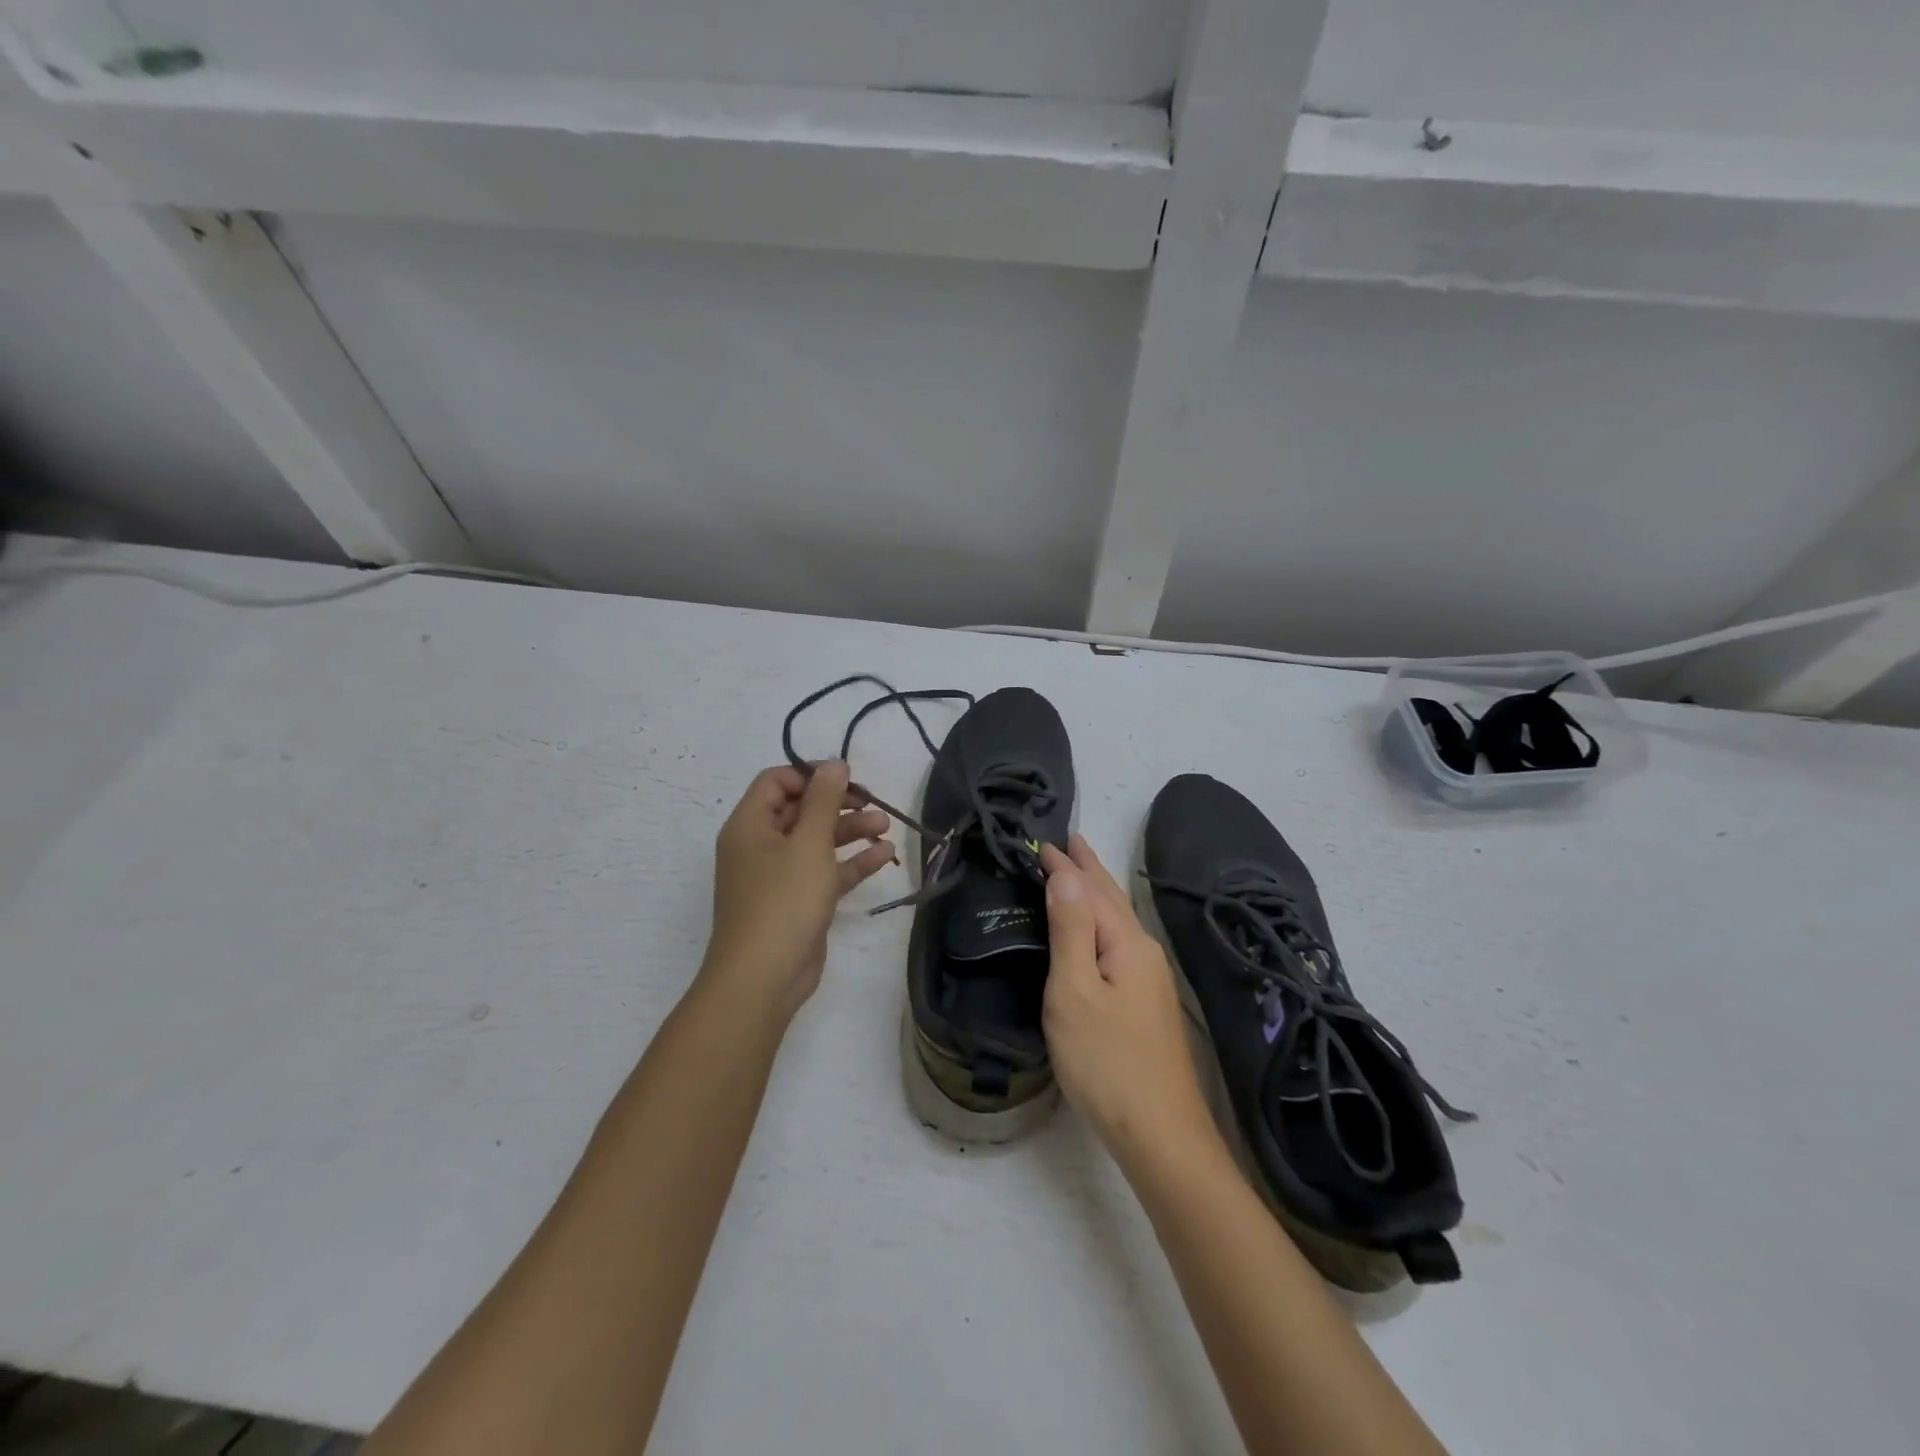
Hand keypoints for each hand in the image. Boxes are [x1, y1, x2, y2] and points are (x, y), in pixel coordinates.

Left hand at [704, 762, 895, 1018]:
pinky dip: (851, 862)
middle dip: (838, 803)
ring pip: (817, 841)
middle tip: (873, 802)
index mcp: (750, 825)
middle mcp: (760, 845)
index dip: (811, 775)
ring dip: (850, 830)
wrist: (763, 978)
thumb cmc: (783, 901)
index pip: (776, 781)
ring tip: (886, 826)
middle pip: (800, 810)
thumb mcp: (808, 842)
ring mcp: (778, 876)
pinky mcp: (798, 902)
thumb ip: (823, 800)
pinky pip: (825, 872)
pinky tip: (883, 855)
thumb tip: (834, 763)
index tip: (847, 779)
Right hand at [1041, 835, 1216, 1162]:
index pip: (1090, 890)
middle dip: (1089, 869)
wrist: (1161, 1135)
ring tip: (1079, 875)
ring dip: (1096, 894)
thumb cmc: (1107, 1061)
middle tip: (1069, 841)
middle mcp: (1143, 952)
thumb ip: (1070, 930)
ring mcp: (1150, 980)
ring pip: (1118, 922)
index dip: (1066, 865)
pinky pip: (1118, 943)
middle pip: (1112, 900)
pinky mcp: (1146, 1005)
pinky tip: (1097, 933)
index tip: (1042, 842)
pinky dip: (1101, 923)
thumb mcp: (1075, 991)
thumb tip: (1065, 874)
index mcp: (1126, 943)